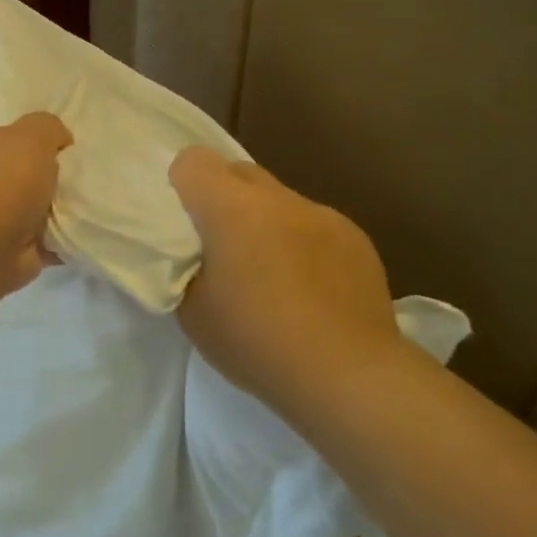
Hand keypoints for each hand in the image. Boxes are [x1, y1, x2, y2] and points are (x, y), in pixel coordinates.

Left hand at [0, 113, 72, 296]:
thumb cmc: (2, 181)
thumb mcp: (33, 134)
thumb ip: (49, 127)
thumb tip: (58, 141)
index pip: (2, 124)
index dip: (30, 125)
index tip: (62, 133)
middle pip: (20, 165)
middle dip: (49, 168)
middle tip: (82, 166)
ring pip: (32, 203)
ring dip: (56, 205)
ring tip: (89, 197)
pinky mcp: (5, 248)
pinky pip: (41, 237)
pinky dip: (60, 237)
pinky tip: (84, 228)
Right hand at [170, 147, 407, 424]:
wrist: (347, 374)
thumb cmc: (257, 342)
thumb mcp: (193, 312)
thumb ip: (186, 267)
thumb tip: (197, 253)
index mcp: (232, 210)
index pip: (194, 161)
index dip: (182, 183)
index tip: (183, 220)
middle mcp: (279, 200)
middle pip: (239, 172)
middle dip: (223, 198)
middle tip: (221, 246)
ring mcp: (323, 215)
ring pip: (279, 200)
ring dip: (265, 222)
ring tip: (270, 275)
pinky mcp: (355, 239)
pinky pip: (313, 226)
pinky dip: (300, 244)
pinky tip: (309, 290)